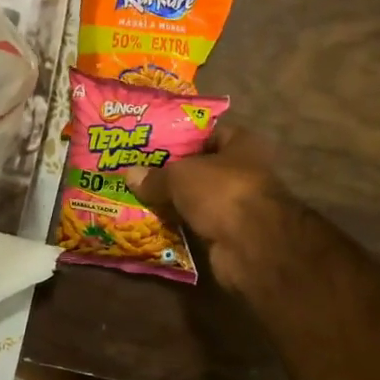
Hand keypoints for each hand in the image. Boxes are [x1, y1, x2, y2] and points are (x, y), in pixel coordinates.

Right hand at [126, 124, 293, 292]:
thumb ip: (155, 176)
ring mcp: (235, 205)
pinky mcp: (226, 234)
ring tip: (137, 196)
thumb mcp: (179, 176)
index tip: (152, 143)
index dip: (182, 136)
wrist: (250, 245)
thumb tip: (129, 174)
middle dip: (171, 172)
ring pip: (196, 199)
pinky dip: (177, 226)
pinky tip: (151, 223)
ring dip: (172, 201)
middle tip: (138, 171)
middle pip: (200, 168)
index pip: (209, 134)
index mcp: (241, 146)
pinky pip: (195, 224)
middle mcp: (242, 172)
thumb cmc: (221, 191)